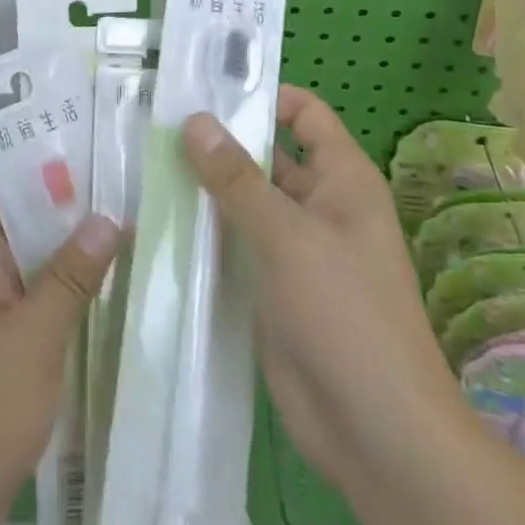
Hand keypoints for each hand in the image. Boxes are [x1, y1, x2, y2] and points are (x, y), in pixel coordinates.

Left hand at [0, 166, 118, 521]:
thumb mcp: (32, 338)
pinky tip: (113, 266)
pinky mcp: (4, 335)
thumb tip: (109, 217)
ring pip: (32, 245)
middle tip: (120, 150)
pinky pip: (38, 284)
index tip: (76, 113)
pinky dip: (69, 271)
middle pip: (18, 202)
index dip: (25, 136)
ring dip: (70, 227)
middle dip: (63, 178)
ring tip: (128, 195)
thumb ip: (70, 275)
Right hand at [180, 87, 462, 502]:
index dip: (263, 96)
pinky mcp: (273, 287)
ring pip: (247, 202)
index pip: (304, 113)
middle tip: (158, 126)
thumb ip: (237, 178)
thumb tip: (195, 120)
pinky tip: (161, 221)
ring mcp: (296, 249)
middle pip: (268, 155)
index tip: (206, 91)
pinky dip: (207, 231)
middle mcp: (320, 205)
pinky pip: (237, 244)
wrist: (376, 434)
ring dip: (207, 188)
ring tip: (148, 165)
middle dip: (221, 142)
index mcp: (342, 178)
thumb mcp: (287, 236)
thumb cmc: (345, 314)